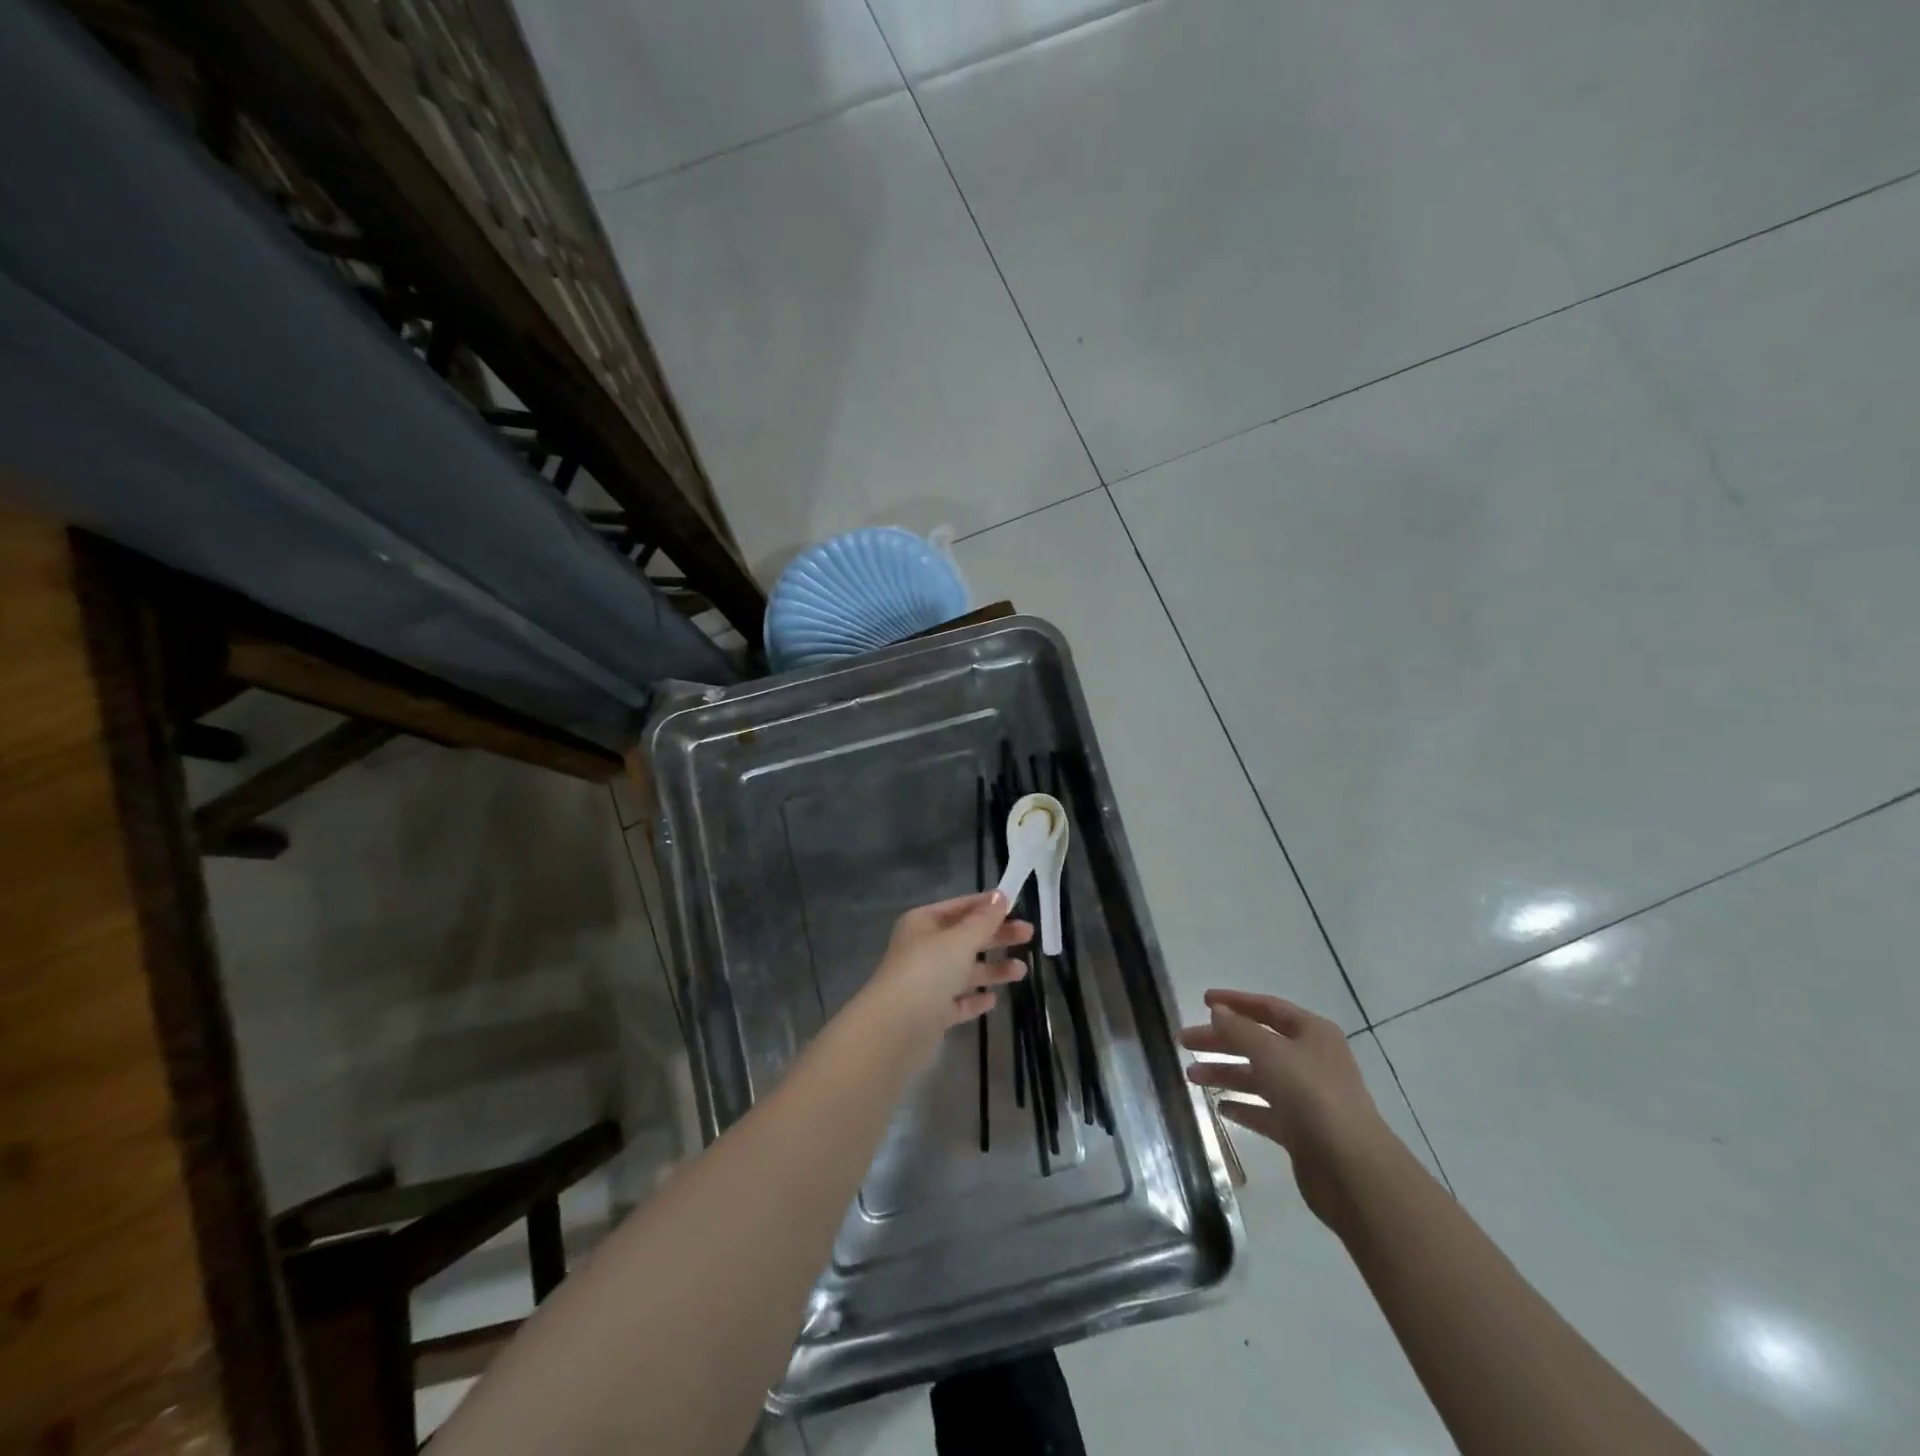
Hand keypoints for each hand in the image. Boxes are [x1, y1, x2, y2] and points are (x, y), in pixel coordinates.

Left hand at [859, 892, 1031, 1047]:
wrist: (896, 1027)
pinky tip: (993, 1000)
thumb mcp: (960, 940)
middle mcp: (923, 949)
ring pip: (964, 971)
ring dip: (992, 969)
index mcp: (923, 923)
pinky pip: (957, 1001)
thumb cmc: (928, 971)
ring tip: (1021, 971)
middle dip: (996, 936)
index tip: (1017, 904)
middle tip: (1029, 935)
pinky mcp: (931, 1012)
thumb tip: (1000, 895)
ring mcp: (926, 982)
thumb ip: (983, 920)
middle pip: (965, 938)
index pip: (960, 907)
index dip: (987, 905)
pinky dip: (974, 998)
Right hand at [1180, 989, 1398, 1227]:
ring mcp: (1307, 1097)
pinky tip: (1218, 1106)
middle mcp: (1310, 1060)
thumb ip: (1239, 1030)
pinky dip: (1242, 1106)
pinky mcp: (1301, 1131)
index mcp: (1312, 1033)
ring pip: (1258, 1077)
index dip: (1235, 1002)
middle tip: (1184, 1042)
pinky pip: (1264, 1111)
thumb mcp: (1271, 1053)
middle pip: (1258, 1042)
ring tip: (1190, 1077)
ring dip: (1225, 1073)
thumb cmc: (1312, 1096)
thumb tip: (1218, 1010)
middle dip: (1221, 1041)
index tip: (1203, 1000)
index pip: (1268, 1007)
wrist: (1352, 1170)